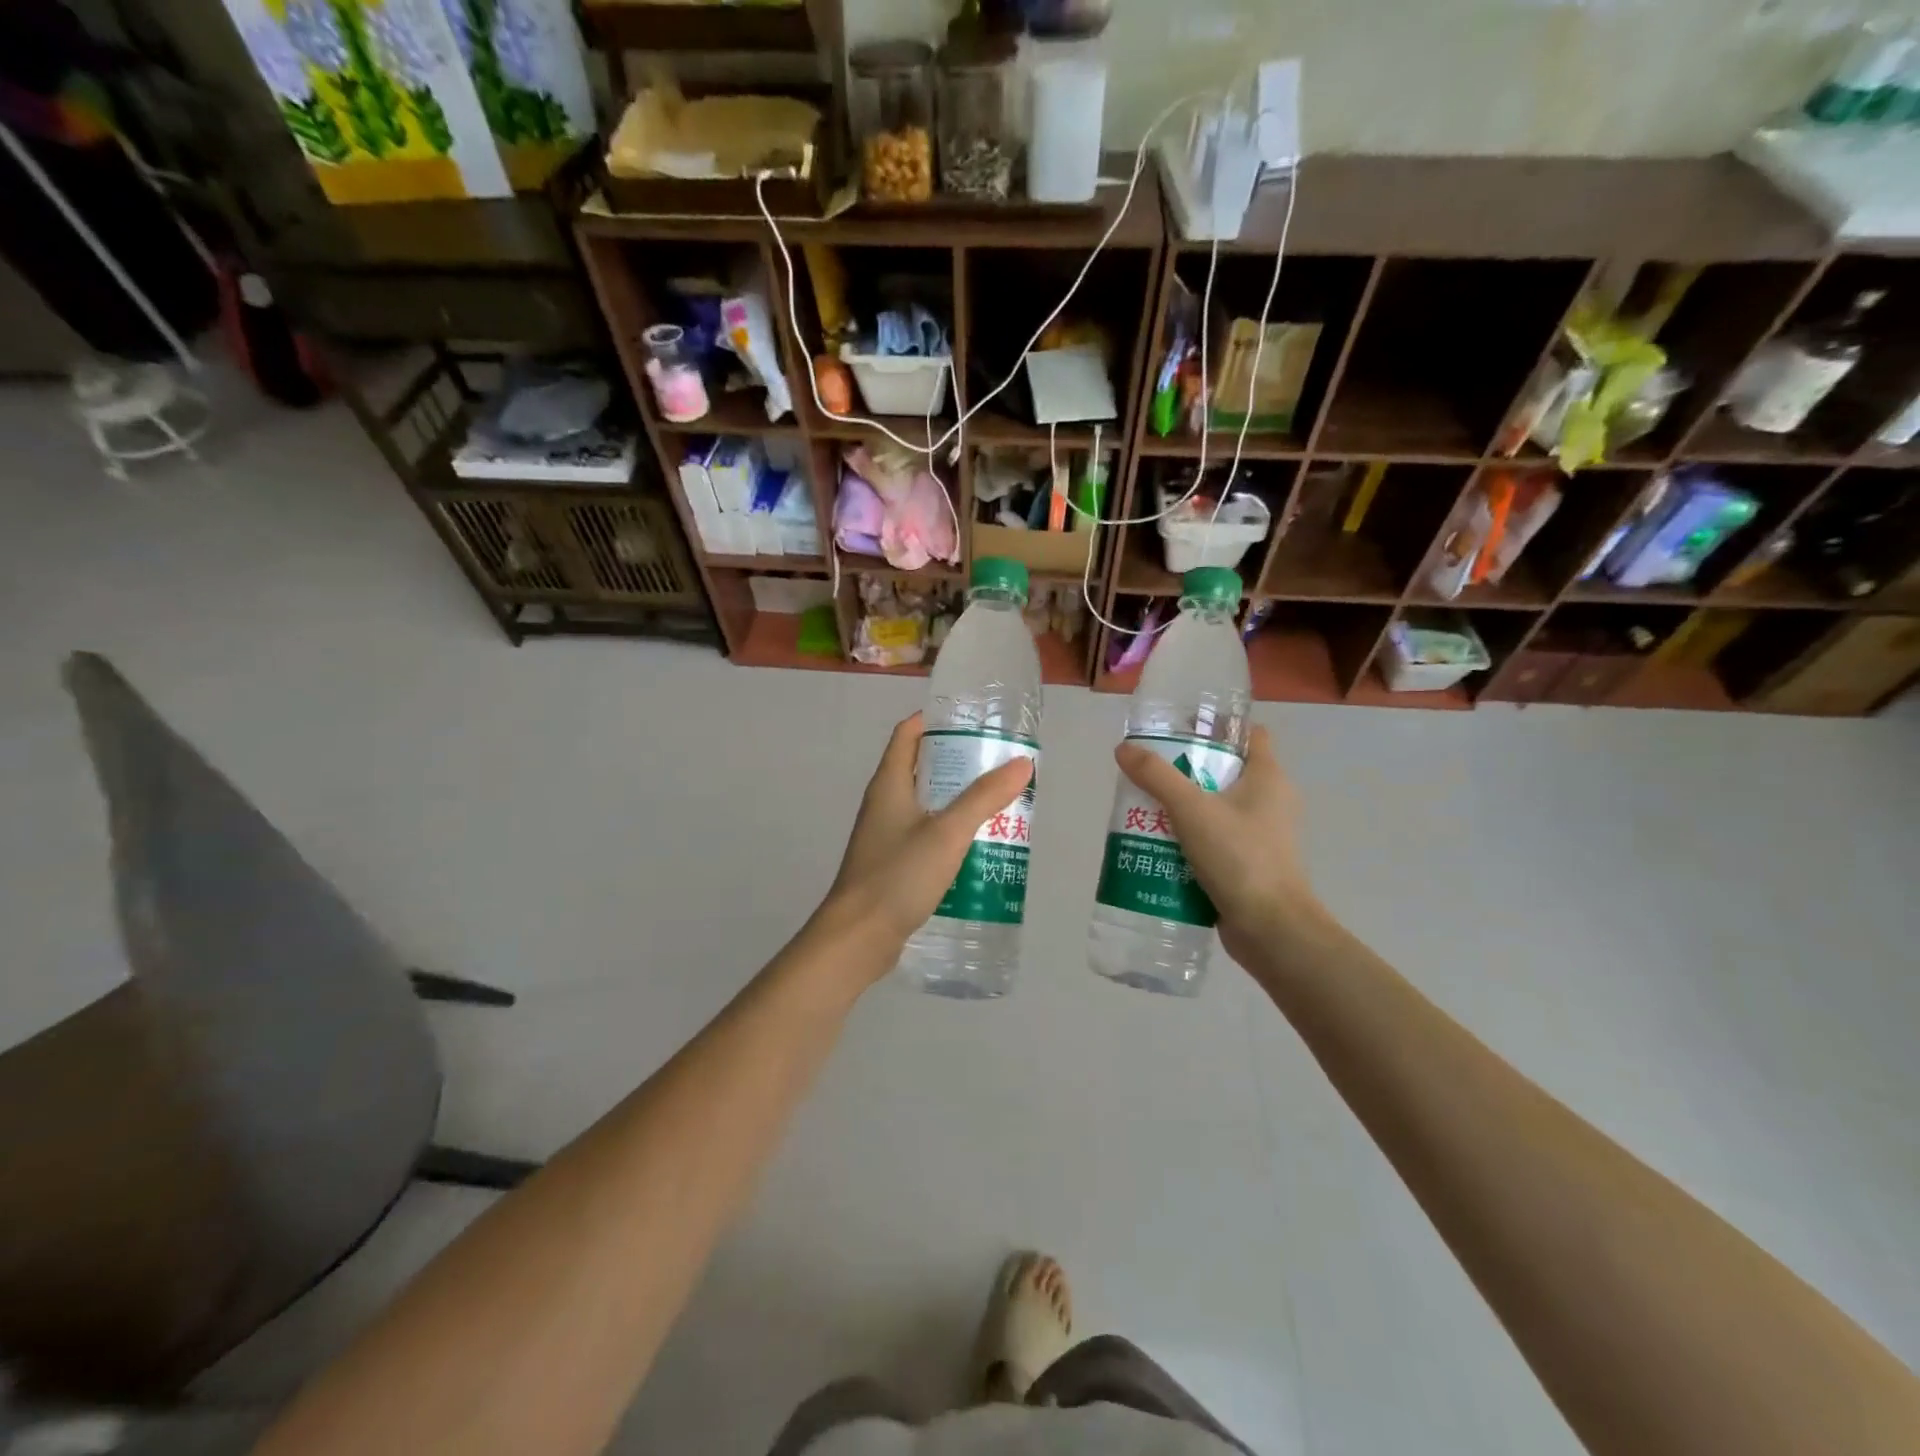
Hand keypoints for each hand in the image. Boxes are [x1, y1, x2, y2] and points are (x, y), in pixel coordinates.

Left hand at [818, 712, 1033, 963]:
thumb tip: (1022, 762)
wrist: (858, 938)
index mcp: (889, 783)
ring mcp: (886, 835)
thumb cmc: (898, 876)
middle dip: (958, 762)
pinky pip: (925, 834)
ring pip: (926, 803)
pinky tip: (978, 845)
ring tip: (998, 801)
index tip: (974, 721)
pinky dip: (950, 831)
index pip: (908, 733)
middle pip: (921, 767)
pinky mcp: (893, 863)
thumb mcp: (947, 833)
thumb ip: (984, 797)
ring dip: (957, 799)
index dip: (937, 720)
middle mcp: (884, 803)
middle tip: (999, 764)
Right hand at [1113, 725, 1323, 968]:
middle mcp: (1271, 801)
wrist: (1271, 929)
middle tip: (1150, 771)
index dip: (1218, 728)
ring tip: (1145, 808)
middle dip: (1187, 770)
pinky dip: (1190, 838)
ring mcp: (1262, 836)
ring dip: (1184, 807)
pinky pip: (1215, 840)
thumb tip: (1124, 749)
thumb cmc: (1240, 857)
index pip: (1249, 735)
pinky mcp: (1249, 864)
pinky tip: (1158, 844)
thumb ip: (1156, 777)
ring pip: (1217, 808)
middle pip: (1226, 771)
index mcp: (1269, 778)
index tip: (1181, 730)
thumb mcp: (1192, 810)